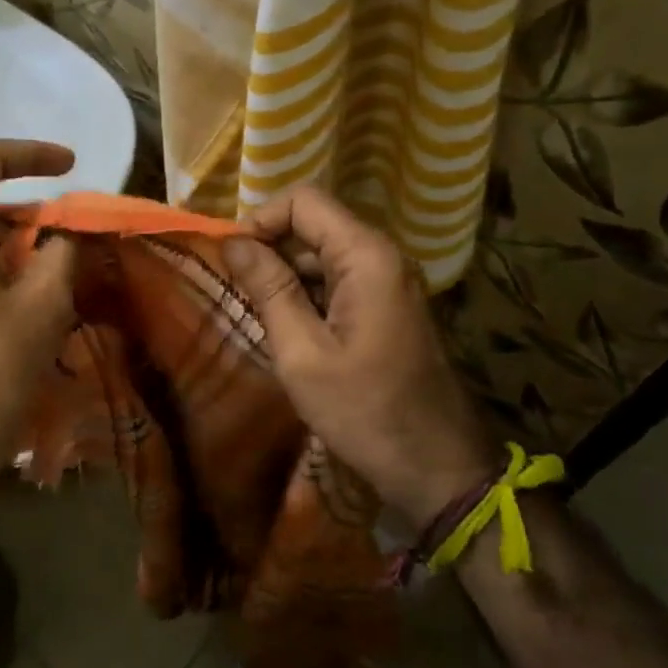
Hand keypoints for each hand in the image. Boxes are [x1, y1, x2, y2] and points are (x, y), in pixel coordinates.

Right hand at [220, 185, 498, 531]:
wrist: (435, 465)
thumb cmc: (363, 410)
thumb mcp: (302, 352)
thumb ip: (268, 289)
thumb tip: (232, 241)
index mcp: (366, 256)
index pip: (303, 201)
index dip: (261, 221)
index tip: (233, 263)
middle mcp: (383, 256)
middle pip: (314, 225)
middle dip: (270, 250)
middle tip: (238, 295)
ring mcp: (389, 282)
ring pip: (323, 255)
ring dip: (286, 277)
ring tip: (259, 317)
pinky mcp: (388, 307)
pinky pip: (339, 282)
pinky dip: (308, 296)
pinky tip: (290, 332)